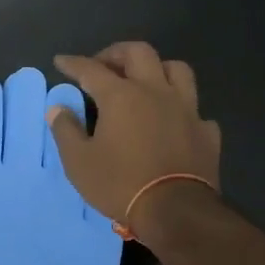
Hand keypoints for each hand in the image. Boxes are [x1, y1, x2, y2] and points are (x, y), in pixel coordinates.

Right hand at [47, 42, 221, 241]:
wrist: (177, 212)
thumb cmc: (121, 184)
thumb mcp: (79, 162)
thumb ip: (66, 130)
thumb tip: (57, 109)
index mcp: (121, 95)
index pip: (91, 69)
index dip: (73, 63)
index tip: (61, 61)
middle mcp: (155, 91)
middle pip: (139, 52)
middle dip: (117, 53)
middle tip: (103, 66)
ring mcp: (186, 109)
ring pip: (176, 70)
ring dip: (157, 69)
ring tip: (144, 82)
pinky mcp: (206, 131)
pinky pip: (195, 109)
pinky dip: (182, 109)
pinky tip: (174, 121)